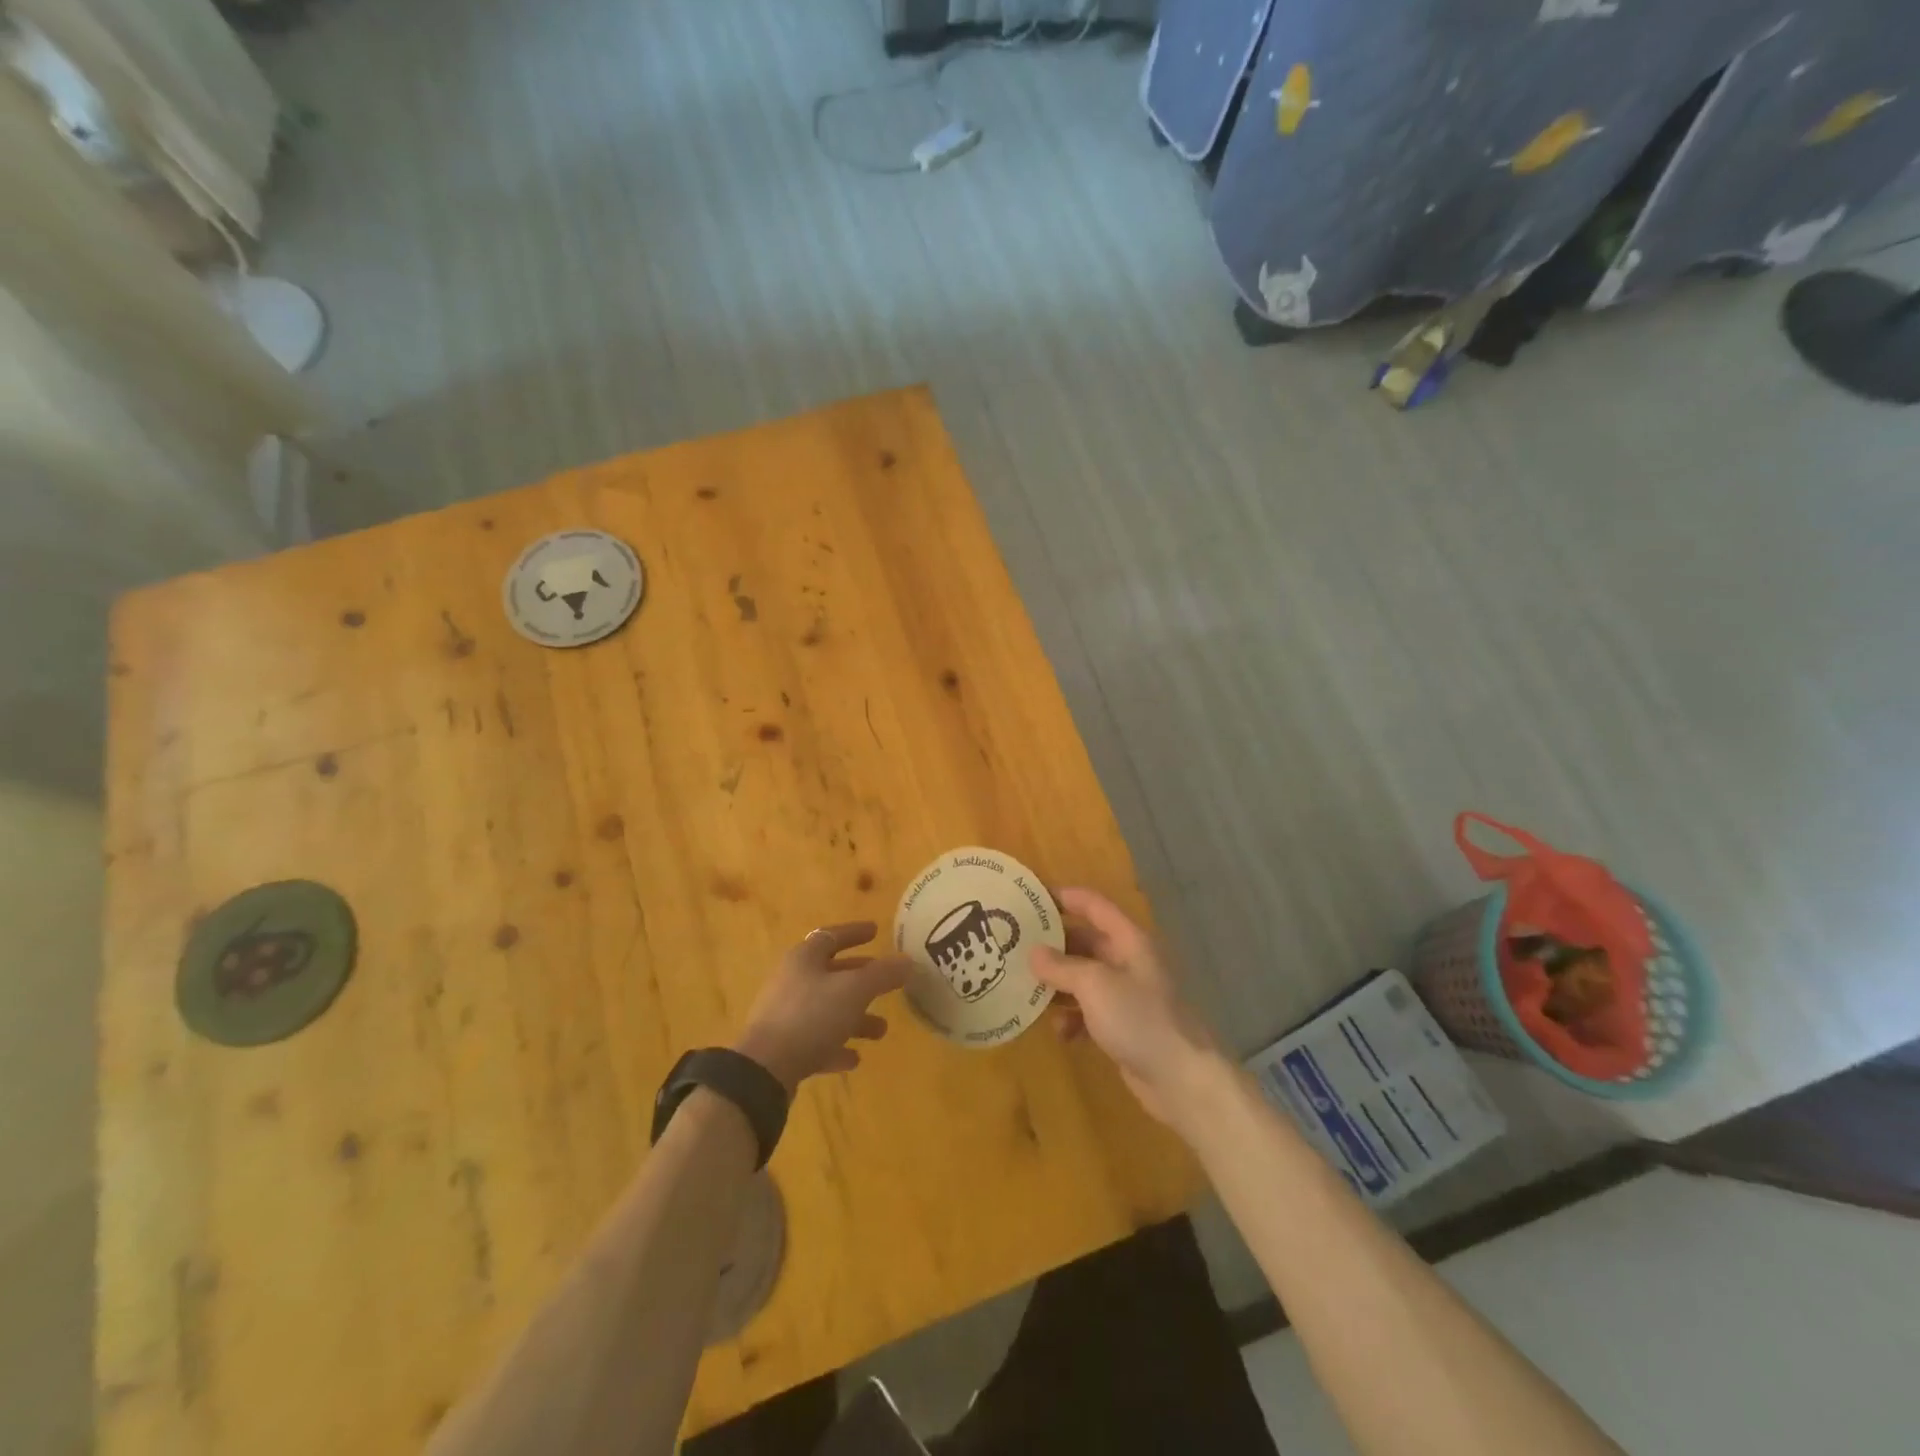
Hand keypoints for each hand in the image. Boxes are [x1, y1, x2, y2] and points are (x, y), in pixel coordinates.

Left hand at [733, 922, 909, 1093]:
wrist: (765, 1068)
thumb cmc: (812, 1015)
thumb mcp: (855, 990)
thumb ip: (883, 974)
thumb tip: (908, 960)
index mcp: (804, 958)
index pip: (832, 936)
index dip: (855, 933)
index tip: (875, 931)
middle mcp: (793, 981)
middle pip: (832, 974)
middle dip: (862, 980)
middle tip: (887, 983)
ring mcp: (785, 1015)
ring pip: (827, 1010)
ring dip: (855, 1018)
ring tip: (881, 1031)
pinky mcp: (783, 1047)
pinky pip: (816, 1041)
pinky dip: (836, 1046)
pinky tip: (854, 1059)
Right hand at [1032, 888, 1222, 1131]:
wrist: (1182, 1080)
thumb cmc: (1139, 1019)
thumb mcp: (1095, 985)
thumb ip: (1061, 965)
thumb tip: (1033, 952)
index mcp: (1129, 940)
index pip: (1093, 905)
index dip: (1063, 897)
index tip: (1029, 899)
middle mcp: (1128, 961)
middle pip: (1085, 942)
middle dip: (1053, 946)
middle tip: (1015, 948)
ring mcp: (1126, 995)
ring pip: (1083, 978)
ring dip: (1058, 986)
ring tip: (1028, 992)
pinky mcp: (1123, 1026)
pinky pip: (1088, 1011)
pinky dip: (1072, 1018)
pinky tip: (1060, 1033)